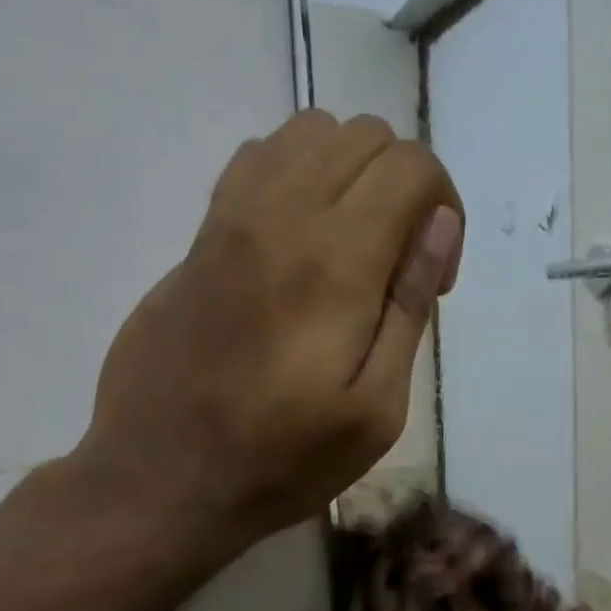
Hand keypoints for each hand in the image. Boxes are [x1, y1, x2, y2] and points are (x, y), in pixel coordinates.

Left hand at [70, 110, 463, 560]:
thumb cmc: (284, 460)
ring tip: (354, 247)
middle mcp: (281, 214)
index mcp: (336, 261)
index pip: (412, 165)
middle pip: (367, 136)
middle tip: (399, 269)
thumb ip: (409, 305)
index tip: (436, 279)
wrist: (164, 478)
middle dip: (406, 188)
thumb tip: (439, 224)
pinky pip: (259, 158)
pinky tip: (302, 242)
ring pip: (310, 132)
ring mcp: (230, 216)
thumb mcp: (376, 408)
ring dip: (353, 175)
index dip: (446, 209)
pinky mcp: (200, 234)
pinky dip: (300, 175)